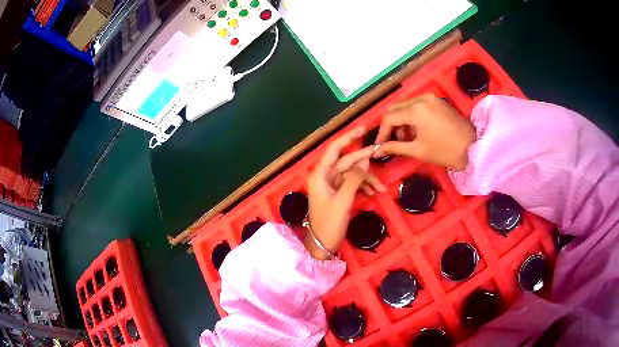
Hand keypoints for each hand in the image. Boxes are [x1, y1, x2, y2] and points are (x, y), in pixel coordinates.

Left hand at [305, 127, 385, 259]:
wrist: (322, 245)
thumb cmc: (329, 223)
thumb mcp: (343, 200)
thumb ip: (354, 179)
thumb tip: (364, 162)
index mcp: (320, 175)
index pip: (335, 149)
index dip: (348, 137)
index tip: (363, 129)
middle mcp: (325, 176)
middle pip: (347, 161)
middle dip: (364, 161)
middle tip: (380, 155)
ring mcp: (332, 185)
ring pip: (352, 174)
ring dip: (367, 179)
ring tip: (380, 189)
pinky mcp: (338, 194)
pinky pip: (352, 184)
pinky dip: (363, 187)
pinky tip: (374, 193)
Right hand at [374, 94, 475, 169]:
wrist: (473, 147)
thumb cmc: (446, 151)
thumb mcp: (418, 150)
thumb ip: (395, 147)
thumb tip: (376, 151)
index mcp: (415, 110)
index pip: (389, 117)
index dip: (382, 132)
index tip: (379, 145)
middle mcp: (421, 98)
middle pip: (395, 108)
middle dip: (390, 125)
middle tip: (391, 141)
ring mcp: (430, 98)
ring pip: (405, 105)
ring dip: (401, 120)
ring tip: (405, 138)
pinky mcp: (437, 100)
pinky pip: (417, 104)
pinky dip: (411, 116)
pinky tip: (416, 129)